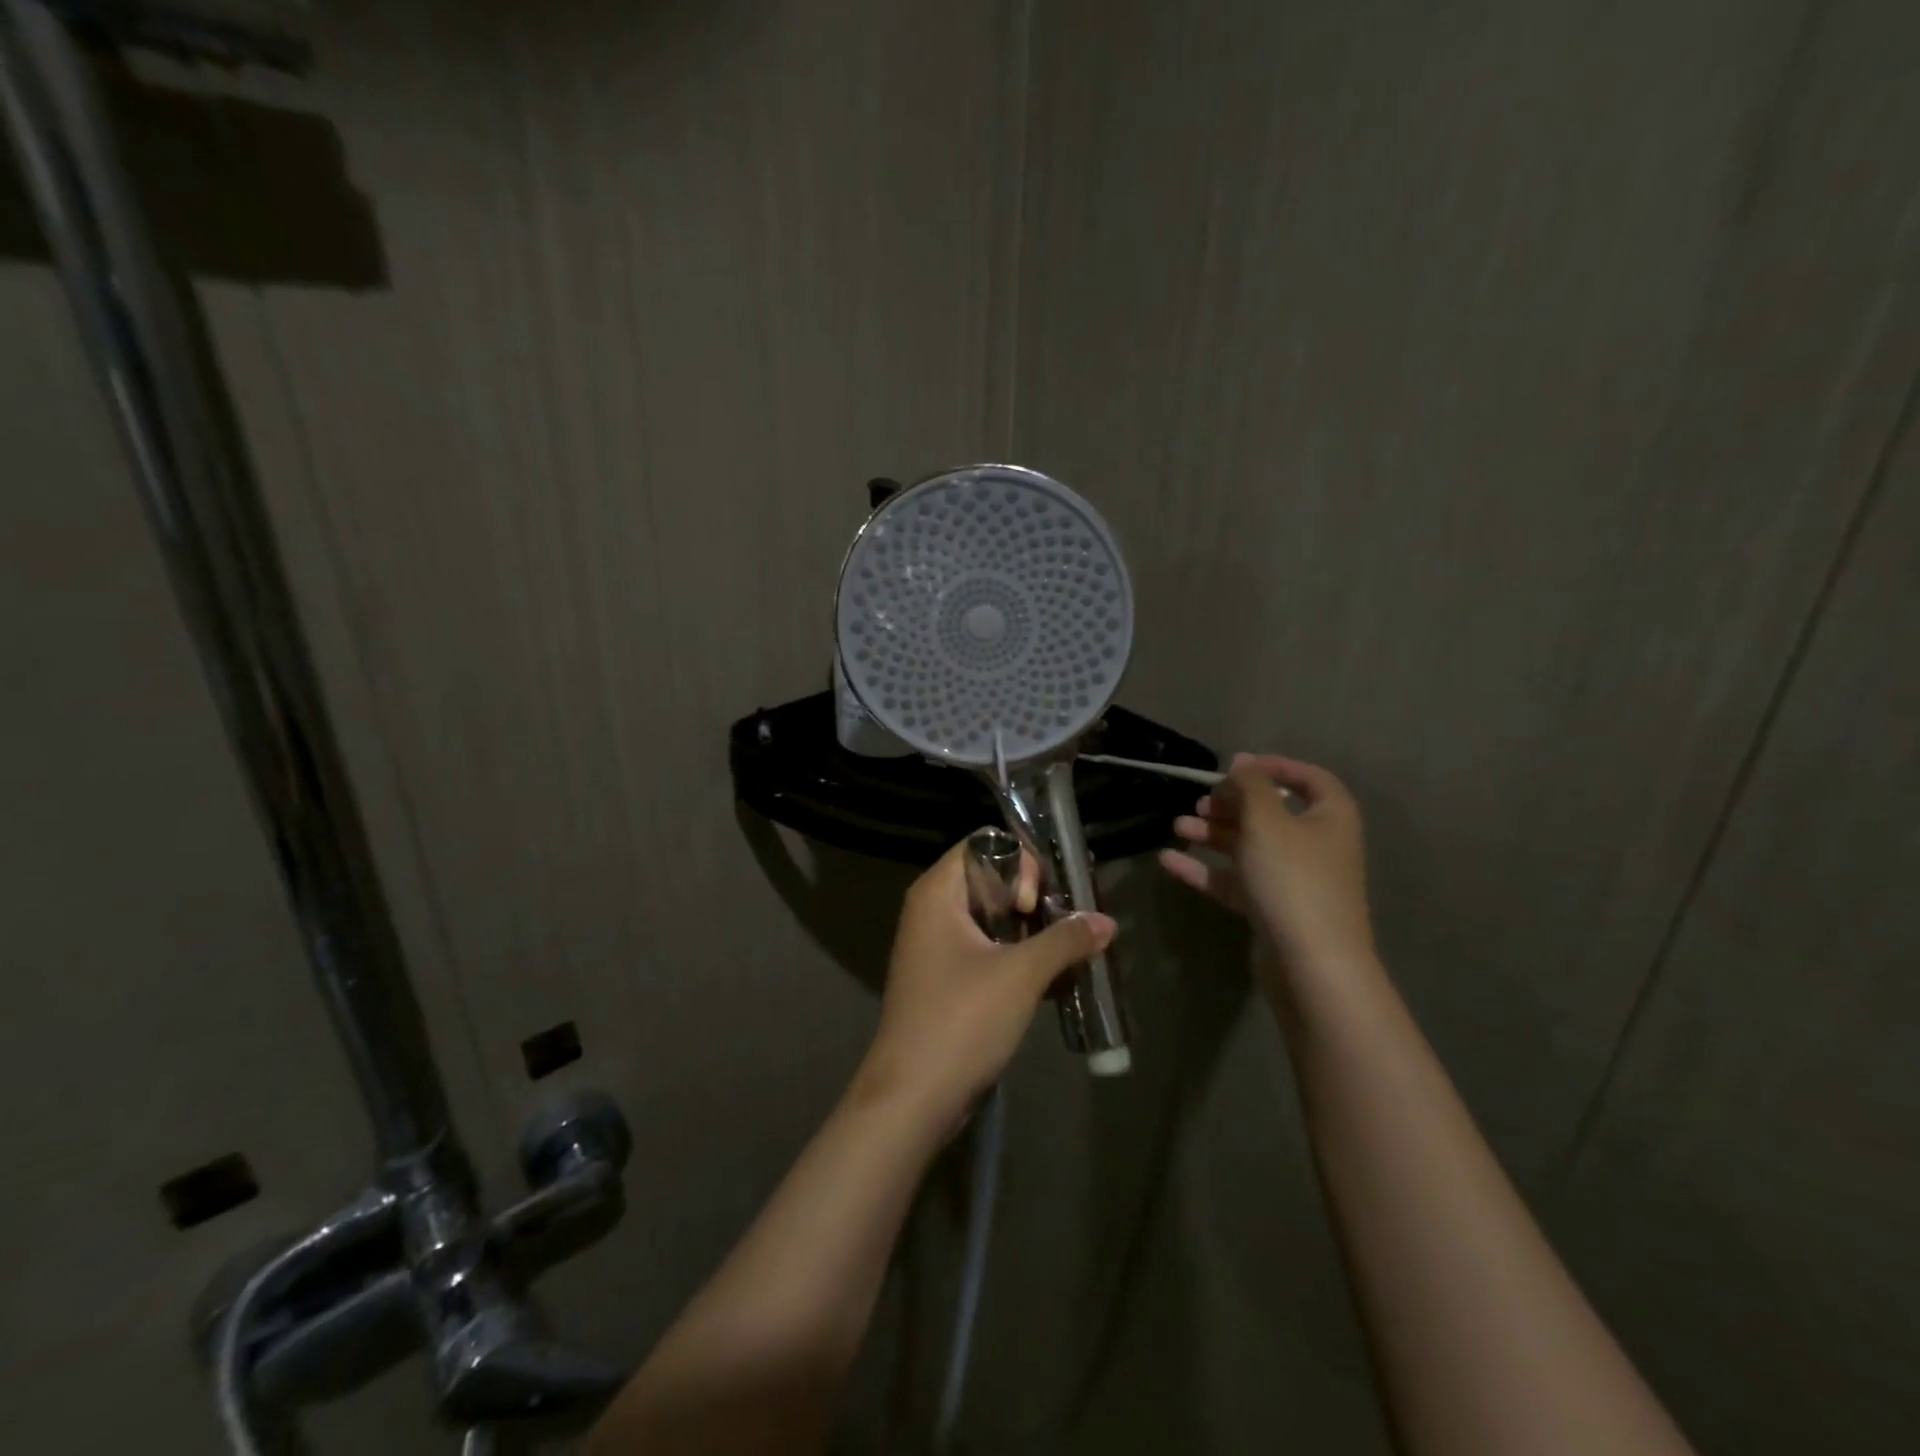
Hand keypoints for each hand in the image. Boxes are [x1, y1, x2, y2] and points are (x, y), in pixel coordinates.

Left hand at [859, 833, 1116, 1128]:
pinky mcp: (948, 980)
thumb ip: (1067, 939)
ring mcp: (938, 946)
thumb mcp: (1021, 974)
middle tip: (1070, 923)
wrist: (913, 1098)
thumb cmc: (961, 1020)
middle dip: (1037, 897)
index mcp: (938, 892)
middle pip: (993, 879)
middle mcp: (933, 910)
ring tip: (1072, 951)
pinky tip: (1056, 980)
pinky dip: (1020, 957)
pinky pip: (990, 951)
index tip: (1039, 902)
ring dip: (1034, 931)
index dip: (1020, 862)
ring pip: (995, 918)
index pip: (985, 844)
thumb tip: (1108, 921)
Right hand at [1160, 752, 1376, 993]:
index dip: (1273, 767)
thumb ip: (1251, 786)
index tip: (1234, 766)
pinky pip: (1235, 880)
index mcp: (1330, 817)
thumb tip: (1243, 762)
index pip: (1308, 778)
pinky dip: (1205, 869)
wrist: (1311, 964)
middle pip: (1271, 813)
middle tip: (1200, 802)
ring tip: (1177, 827)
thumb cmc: (1293, 878)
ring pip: (1249, 847)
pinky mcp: (1271, 909)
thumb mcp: (1267, 820)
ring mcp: (1293, 880)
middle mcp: (1316, 845)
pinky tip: (1168, 861)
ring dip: (1213, 834)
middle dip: (1230, 804)